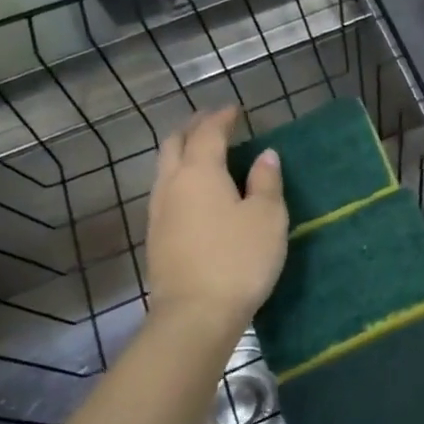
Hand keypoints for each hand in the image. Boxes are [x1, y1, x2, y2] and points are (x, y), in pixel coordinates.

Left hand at [145, 108, 287, 339]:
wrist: (195, 314)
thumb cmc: (239, 259)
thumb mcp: (267, 217)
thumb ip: (266, 182)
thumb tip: (265, 156)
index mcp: (200, 173)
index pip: (208, 133)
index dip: (222, 117)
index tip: (235, 109)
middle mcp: (172, 185)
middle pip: (174, 144)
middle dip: (193, 128)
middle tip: (213, 122)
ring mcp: (159, 212)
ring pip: (164, 168)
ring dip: (182, 152)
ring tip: (201, 151)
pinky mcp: (156, 237)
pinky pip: (165, 191)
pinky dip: (179, 177)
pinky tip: (194, 190)